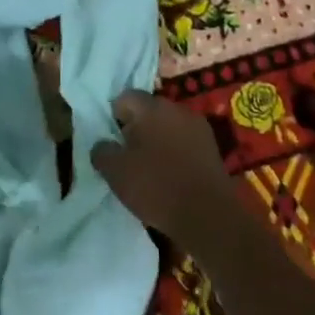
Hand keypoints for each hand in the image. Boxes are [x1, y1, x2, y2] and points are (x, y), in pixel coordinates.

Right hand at [92, 90, 237, 237]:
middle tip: (128, 156)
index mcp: (152, 107)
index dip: (114, 117)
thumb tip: (103, 144)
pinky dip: (175, 153)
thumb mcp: (115, 172)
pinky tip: (171, 176)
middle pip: (148, 110)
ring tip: (149, 169)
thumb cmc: (156, 187)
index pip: (125, 97)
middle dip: (136, 128)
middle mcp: (177, 109)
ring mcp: (199, 127)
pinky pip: (185, 142)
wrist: (209, 216)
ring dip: (157, 140)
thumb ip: (102, 151)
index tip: (112, 142)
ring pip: (168, 126)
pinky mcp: (212, 148)